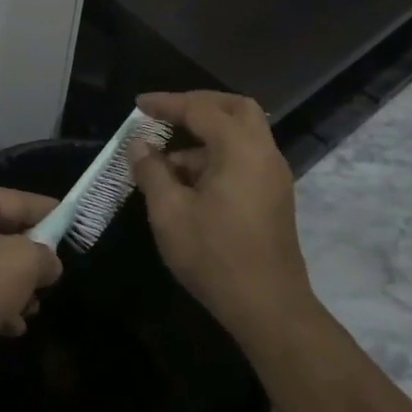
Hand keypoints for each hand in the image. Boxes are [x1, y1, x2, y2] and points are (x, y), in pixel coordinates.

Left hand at [0, 183, 62, 372]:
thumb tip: (47, 263)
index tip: (76, 227)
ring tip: (32, 310)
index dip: (50, 214)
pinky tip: (11, 327)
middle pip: (2, 233)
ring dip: (13, 287)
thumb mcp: (21, 264)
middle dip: (29, 260)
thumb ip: (44, 256)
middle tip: (51, 279)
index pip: (17, 200)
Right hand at [129, 91, 313, 346]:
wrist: (268, 308)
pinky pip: (244, 158)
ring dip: (204, 137)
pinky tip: (187, 183)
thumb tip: (139, 145)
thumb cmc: (214, 256)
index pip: (201, 109)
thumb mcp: (169, 212)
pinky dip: (216, 156)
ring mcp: (273, 176)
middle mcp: (263, 154)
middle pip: (235, 109)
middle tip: (166, 114)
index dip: (167, 103)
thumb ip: (152, 171)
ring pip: (241, 135)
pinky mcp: (273, 197)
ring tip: (165, 162)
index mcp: (240, 149)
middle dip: (198, 106)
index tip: (139, 105)